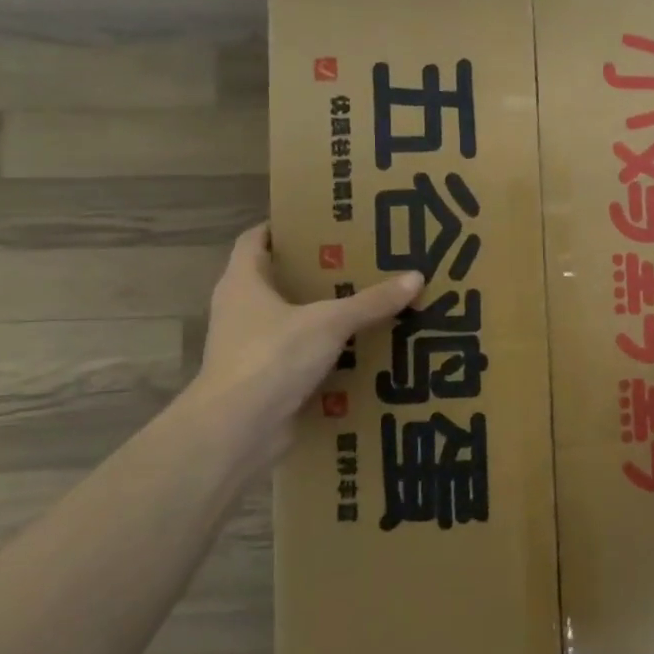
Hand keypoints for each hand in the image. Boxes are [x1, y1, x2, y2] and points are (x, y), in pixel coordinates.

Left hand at [189, 223, 421, 440]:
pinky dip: (323, 353)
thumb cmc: (272, 357)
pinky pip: (298, 357)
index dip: (283, 227)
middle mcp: (240, 310)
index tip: (320, 223)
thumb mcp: (329, 322)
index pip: (256, 240)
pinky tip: (358, 351)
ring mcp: (249, 348)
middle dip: (314, 272)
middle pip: (276, 280)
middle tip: (358, 262)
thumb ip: (371, 302)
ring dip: (321, 315)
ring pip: (289, 321)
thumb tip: (415, 278)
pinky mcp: (264, 380)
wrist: (238, 430)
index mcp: (243, 282)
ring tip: (365, 304)